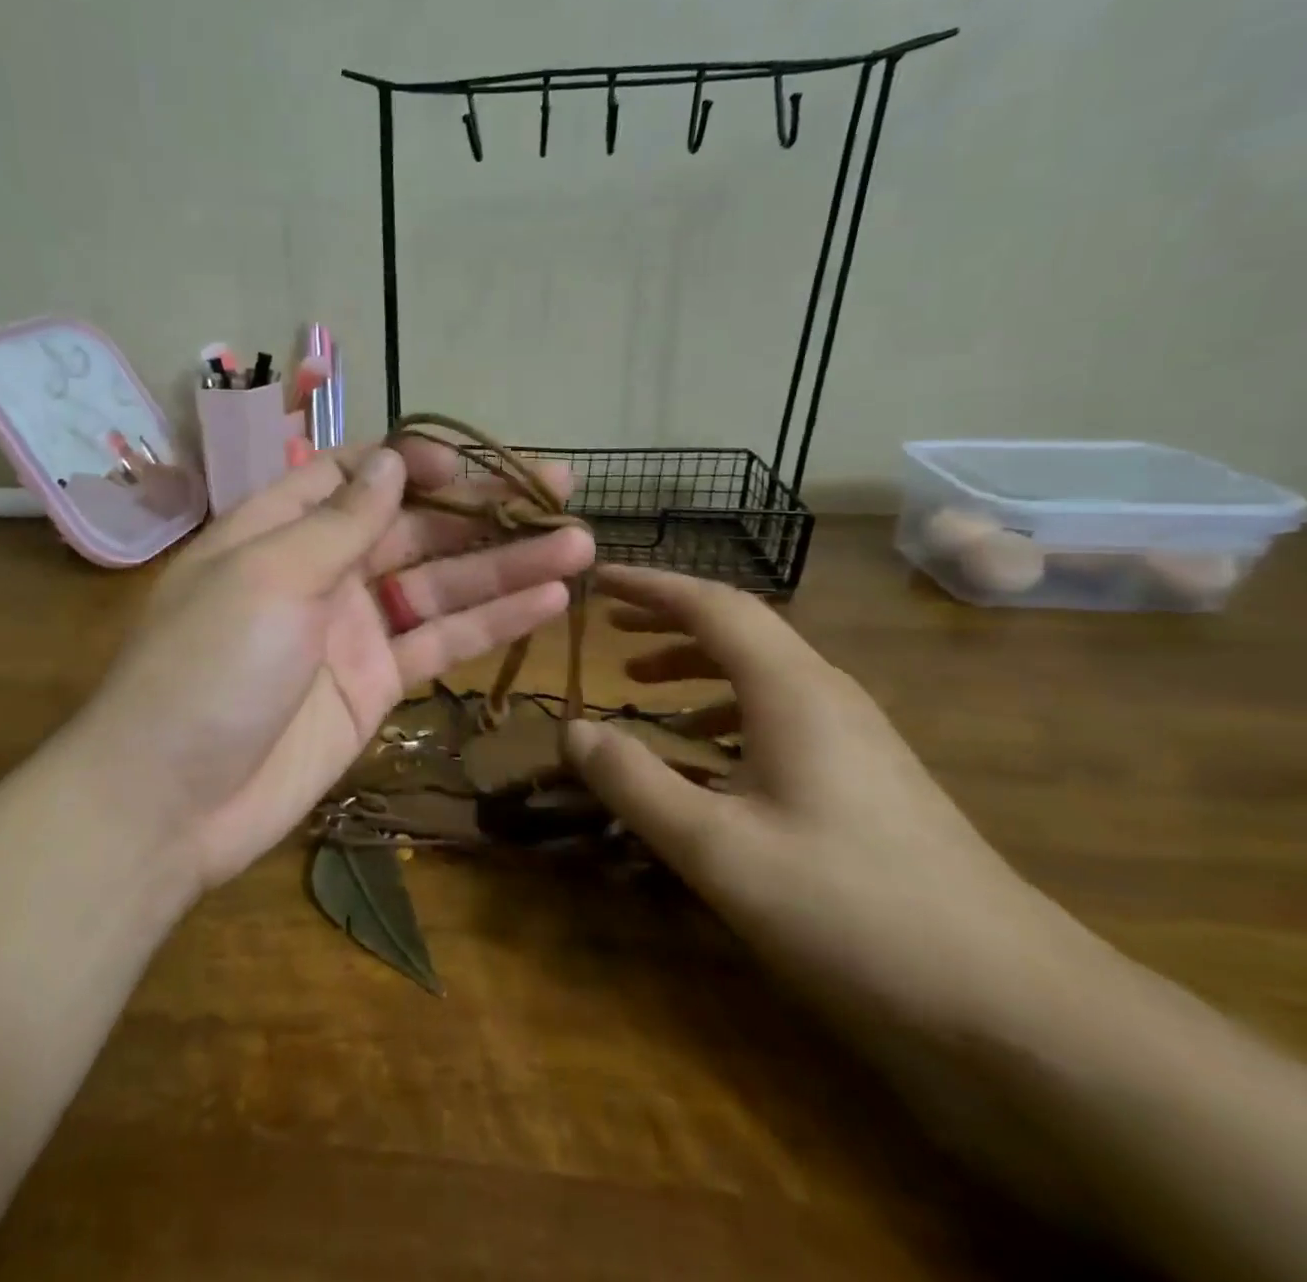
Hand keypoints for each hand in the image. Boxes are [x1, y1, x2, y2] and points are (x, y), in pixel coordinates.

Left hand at [73, 441, 594, 891]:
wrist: (170, 802)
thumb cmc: (207, 668)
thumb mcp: (268, 576)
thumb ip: (337, 521)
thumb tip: (391, 463)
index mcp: (279, 531)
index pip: (353, 475)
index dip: (414, 463)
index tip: (472, 464)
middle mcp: (319, 573)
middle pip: (411, 527)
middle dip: (481, 509)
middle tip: (561, 491)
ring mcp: (351, 631)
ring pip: (438, 585)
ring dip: (505, 564)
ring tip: (578, 544)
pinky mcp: (375, 687)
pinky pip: (439, 643)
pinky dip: (490, 622)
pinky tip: (549, 600)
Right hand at [566, 567, 1083, 1042]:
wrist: (1015, 1005)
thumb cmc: (851, 909)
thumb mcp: (717, 849)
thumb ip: (635, 782)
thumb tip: (571, 730)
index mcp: (792, 691)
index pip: (712, 605)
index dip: (649, 587)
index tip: (597, 582)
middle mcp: (825, 696)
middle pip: (738, 631)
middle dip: (667, 621)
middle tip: (610, 631)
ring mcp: (853, 738)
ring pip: (759, 675)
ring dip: (694, 668)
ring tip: (640, 688)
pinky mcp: (865, 779)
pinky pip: (778, 718)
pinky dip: (723, 715)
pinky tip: (701, 758)